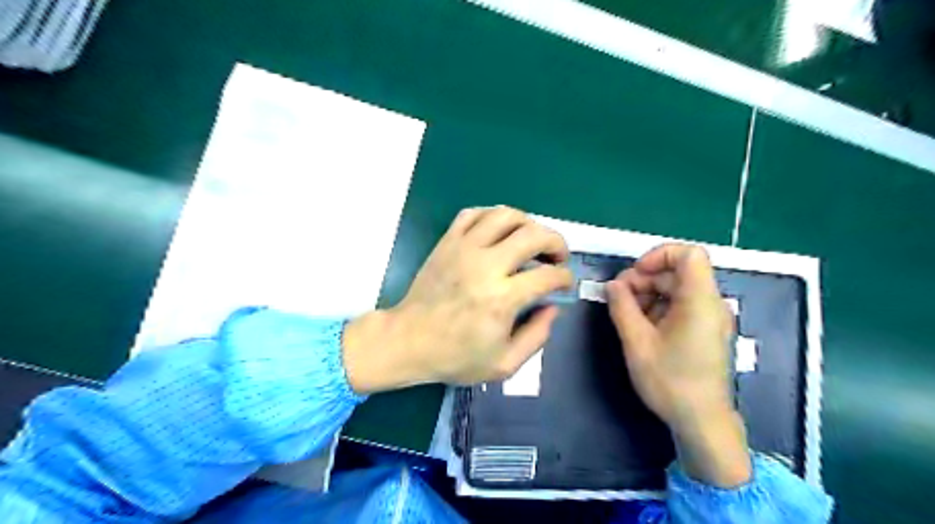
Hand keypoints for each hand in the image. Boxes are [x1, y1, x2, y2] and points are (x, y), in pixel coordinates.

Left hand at [343, 204, 573, 391]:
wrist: (408, 341)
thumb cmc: (456, 356)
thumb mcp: (505, 364)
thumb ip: (537, 336)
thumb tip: (553, 307)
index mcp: (502, 298)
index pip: (548, 275)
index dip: (565, 277)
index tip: (564, 283)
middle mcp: (486, 266)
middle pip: (534, 235)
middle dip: (557, 242)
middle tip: (557, 257)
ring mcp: (464, 248)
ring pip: (506, 215)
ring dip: (528, 223)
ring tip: (531, 240)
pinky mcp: (447, 242)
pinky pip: (474, 214)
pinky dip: (492, 217)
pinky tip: (498, 232)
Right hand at [607, 243, 749, 488]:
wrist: (701, 421)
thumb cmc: (669, 381)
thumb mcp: (637, 342)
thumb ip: (622, 307)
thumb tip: (612, 285)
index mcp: (700, 301)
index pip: (689, 254)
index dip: (659, 255)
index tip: (634, 274)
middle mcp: (711, 303)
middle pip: (678, 272)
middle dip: (645, 278)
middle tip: (619, 298)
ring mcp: (710, 317)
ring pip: (677, 288)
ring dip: (649, 294)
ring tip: (626, 314)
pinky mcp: (705, 330)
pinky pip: (681, 305)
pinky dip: (659, 307)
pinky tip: (641, 326)